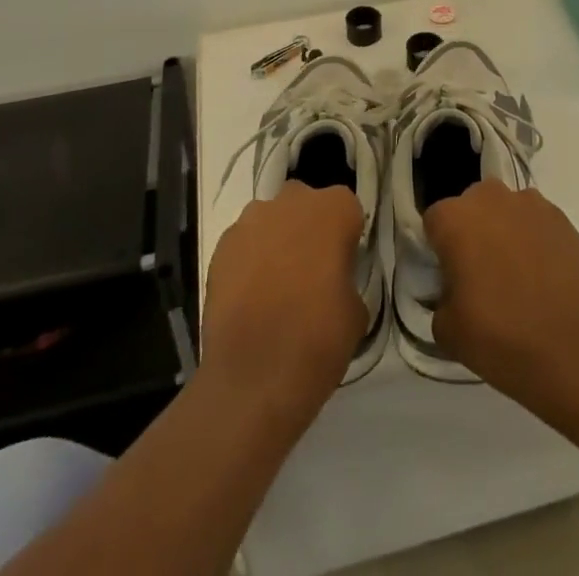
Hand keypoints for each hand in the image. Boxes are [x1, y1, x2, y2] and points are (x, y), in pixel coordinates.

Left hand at [202, 183, 366, 417]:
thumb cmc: (318, 339)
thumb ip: (346, 279)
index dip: (344, 236)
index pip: (346, 209)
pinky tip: (249, 298)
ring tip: (275, 287)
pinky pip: (243, 244)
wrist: (253, 377)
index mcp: (334, 210)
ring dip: (276, 241)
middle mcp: (293, 202)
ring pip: (271, 220)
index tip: (342, 266)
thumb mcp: (356, 311)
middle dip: (308, 229)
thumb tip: (333, 283)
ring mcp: (252, 221)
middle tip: (310, 272)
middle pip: (305, 205)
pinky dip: (248, 261)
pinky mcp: (222, 246)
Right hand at [423, 182, 578, 396]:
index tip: (450, 276)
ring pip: (506, 210)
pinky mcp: (561, 218)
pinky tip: (542, 274)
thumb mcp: (446, 329)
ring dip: (505, 231)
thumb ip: (440, 297)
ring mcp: (530, 204)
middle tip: (481, 273)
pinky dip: (534, 239)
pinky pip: (536, 222)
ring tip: (516, 273)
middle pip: (471, 207)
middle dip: (472, 231)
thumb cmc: (499, 336)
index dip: (440, 249)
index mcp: (454, 218)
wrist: (570, 350)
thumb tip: (453, 290)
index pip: (434, 222)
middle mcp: (490, 198)